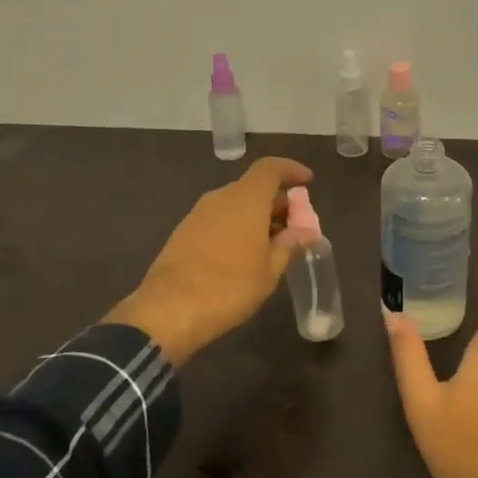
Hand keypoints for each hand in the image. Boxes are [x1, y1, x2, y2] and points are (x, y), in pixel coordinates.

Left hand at [108, 157, 316, 365]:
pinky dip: (237, 226)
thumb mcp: (270, 270)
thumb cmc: (230, 286)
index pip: (270, 168)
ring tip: (273, 243)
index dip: (291, 170)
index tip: (307, 181)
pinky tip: (245, 253)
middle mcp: (221, 197)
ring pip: (235, 203)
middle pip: (253, 186)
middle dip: (277, 201)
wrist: (169, 309)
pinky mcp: (184, 231)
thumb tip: (306, 232)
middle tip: (295, 225)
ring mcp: (198, 213)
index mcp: (246, 199)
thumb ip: (289, 245)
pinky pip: (219, 218)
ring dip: (256, 215)